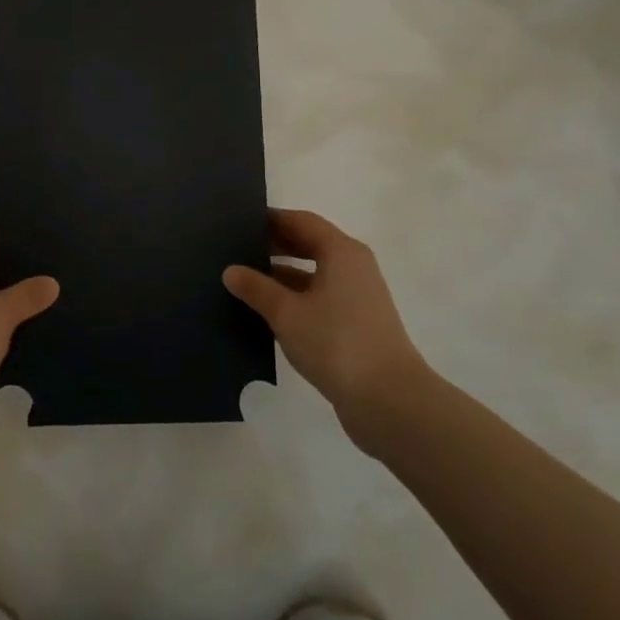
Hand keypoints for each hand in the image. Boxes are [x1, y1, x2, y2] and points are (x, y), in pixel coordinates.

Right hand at [224, 209, 430, 450]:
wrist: (389, 400)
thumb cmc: (336, 342)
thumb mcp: (286, 312)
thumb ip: (256, 288)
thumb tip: (231, 271)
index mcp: (341, 252)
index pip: (301, 221)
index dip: (270, 219)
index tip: (238, 222)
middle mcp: (353, 267)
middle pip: (309, 245)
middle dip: (274, 246)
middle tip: (235, 249)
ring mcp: (357, 298)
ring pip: (312, 274)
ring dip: (281, 275)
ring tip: (243, 280)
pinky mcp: (356, 325)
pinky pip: (318, 299)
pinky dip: (294, 299)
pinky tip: (266, 312)